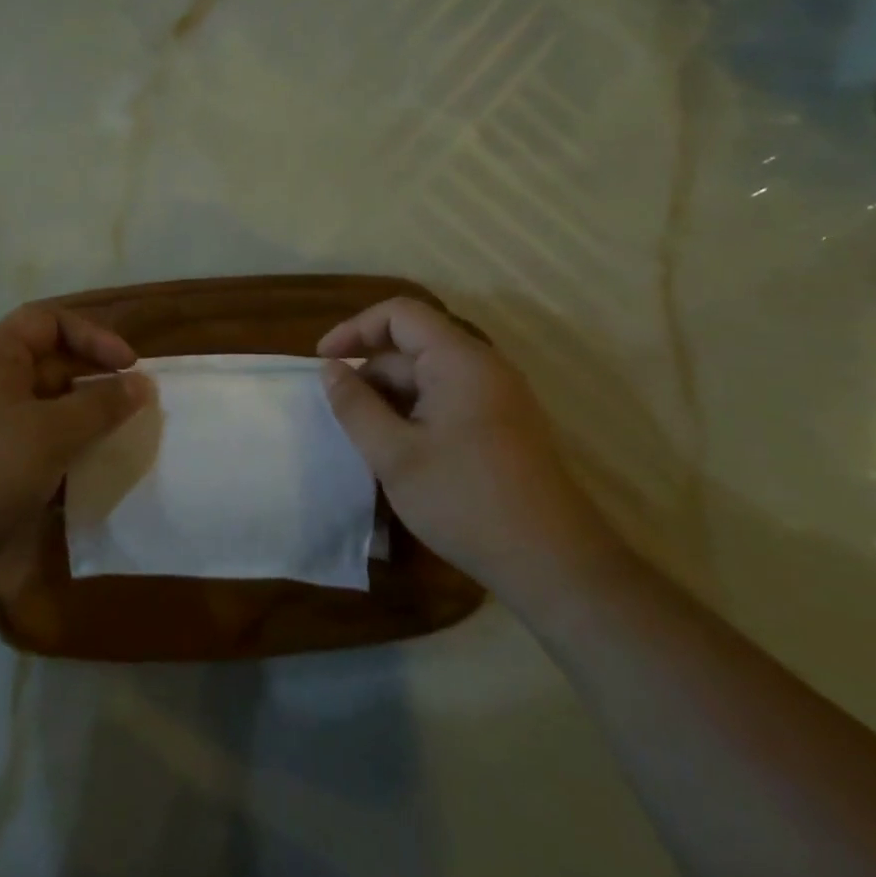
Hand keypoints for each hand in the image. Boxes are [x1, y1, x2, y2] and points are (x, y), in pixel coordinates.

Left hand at [0, 304, 147, 601]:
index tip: (130, 368)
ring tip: (113, 441)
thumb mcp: (53, 435)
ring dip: (79, 418)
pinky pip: (27, 434)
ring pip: (41, 403)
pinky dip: (57, 445)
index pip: (51, 321)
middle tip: (131, 408)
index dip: (96, 337)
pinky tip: (82, 471)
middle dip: (92, 381)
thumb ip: (102, 405)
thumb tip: (141, 383)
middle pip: (48, 361)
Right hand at [319, 298, 626, 613]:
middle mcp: (483, 366)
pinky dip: (415, 413)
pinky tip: (400, 451)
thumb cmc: (466, 500)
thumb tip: (331, 370)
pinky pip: (448, 399)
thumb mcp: (395, 455)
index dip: (355, 329)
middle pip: (413, 345)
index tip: (323, 362)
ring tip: (365, 439)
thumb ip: (356, 406)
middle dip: (371, 372)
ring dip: (391, 398)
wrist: (552, 562)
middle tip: (340, 415)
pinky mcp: (502, 425)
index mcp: (459, 359)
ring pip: (429, 377)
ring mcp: (497, 396)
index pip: (399, 314)